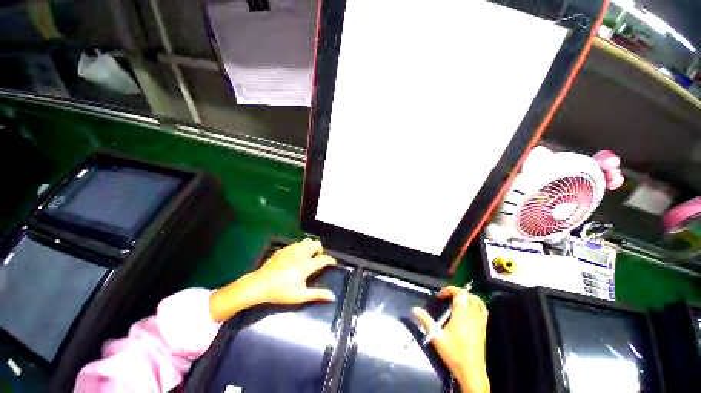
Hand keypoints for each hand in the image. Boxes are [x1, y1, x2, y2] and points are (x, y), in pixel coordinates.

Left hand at [209, 239, 336, 321]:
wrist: (260, 284)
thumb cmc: (281, 291)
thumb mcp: (300, 295)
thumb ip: (317, 294)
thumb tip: (332, 296)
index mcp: (306, 265)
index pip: (323, 258)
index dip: (331, 260)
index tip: (333, 263)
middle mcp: (301, 254)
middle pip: (316, 244)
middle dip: (320, 250)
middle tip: (317, 259)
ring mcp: (292, 249)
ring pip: (307, 241)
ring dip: (311, 247)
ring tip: (307, 257)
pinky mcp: (284, 249)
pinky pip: (297, 243)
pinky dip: (301, 248)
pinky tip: (296, 257)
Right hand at [412, 286, 489, 392]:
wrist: (471, 372)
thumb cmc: (454, 354)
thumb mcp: (436, 337)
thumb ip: (426, 321)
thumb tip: (414, 308)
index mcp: (462, 315)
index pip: (460, 293)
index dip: (450, 289)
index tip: (440, 296)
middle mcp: (473, 316)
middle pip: (468, 295)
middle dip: (456, 292)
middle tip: (445, 298)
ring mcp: (480, 322)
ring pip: (477, 301)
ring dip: (466, 297)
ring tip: (455, 301)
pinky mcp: (483, 328)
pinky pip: (483, 310)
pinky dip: (476, 304)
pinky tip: (468, 309)